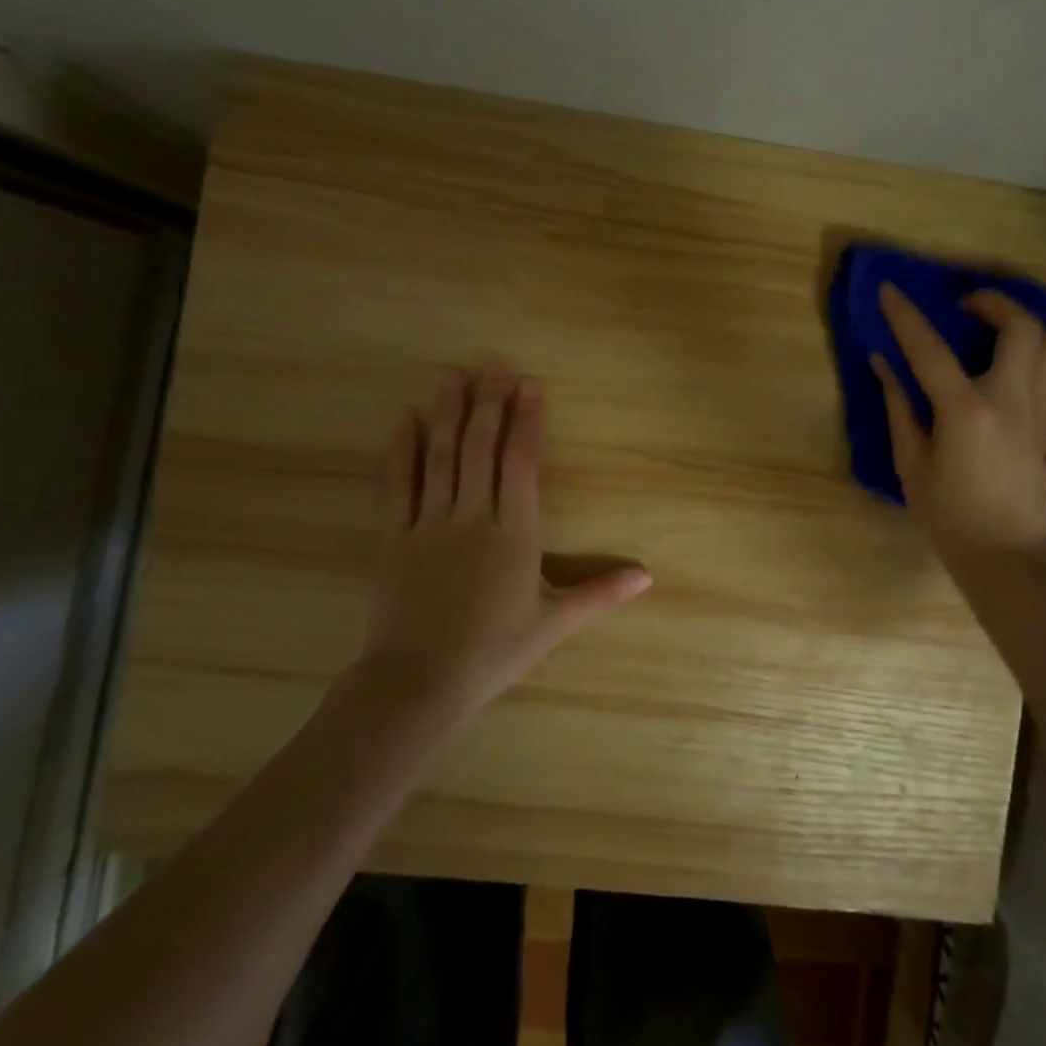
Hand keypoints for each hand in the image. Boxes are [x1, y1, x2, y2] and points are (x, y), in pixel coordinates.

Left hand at [364, 364, 651, 719]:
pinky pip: (399, 485)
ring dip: (449, 412)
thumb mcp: (554, 622)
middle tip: (493, 363)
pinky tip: (404, 419)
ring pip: (442, 457)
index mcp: (515, 534)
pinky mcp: (396, 537)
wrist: (419, 681)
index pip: (522, 464)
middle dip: (489, 402)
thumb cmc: (494, 651)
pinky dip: (402, 450)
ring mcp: (431, 524)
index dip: (527, 422)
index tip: (529, 386)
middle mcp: (474, 517)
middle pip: (481, 448)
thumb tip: (649, 576)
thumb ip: (601, 593)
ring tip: (454, 375)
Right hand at [871, 283, 1045, 577]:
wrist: (1005, 555)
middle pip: (1020, 327)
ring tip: (992, 329)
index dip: (905, 315)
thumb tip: (883, 363)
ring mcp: (1040, 411)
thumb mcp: (911, 463)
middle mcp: (1010, 400)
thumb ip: (898, 407)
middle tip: (965, 306)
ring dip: (1021, 324)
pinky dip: (1042, 358)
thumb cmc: (948, 516)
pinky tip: (1018, 367)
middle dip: (993, 302)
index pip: (930, 349)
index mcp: (965, 411)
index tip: (889, 289)